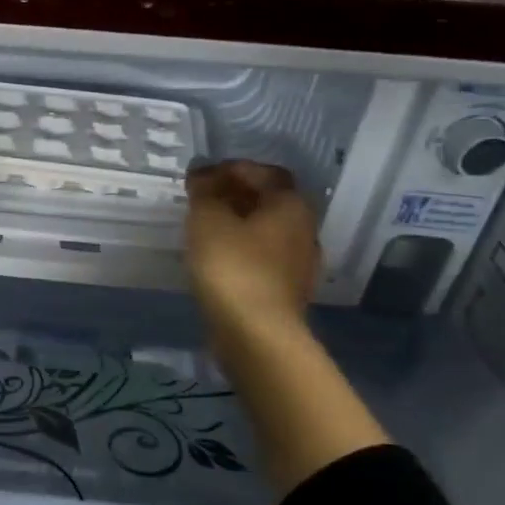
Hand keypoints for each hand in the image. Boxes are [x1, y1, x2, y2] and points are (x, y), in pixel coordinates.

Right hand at [184, 161, 319, 337]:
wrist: (256, 334)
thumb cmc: (233, 267)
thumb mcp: (208, 221)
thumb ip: (204, 192)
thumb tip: (202, 174)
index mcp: (291, 205)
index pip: (264, 173)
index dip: (232, 169)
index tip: (201, 176)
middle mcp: (304, 230)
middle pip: (269, 202)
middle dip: (235, 196)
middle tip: (201, 200)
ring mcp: (298, 264)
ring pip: (266, 232)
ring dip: (238, 225)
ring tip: (204, 230)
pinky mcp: (286, 292)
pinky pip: (261, 259)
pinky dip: (241, 251)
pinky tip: (217, 260)